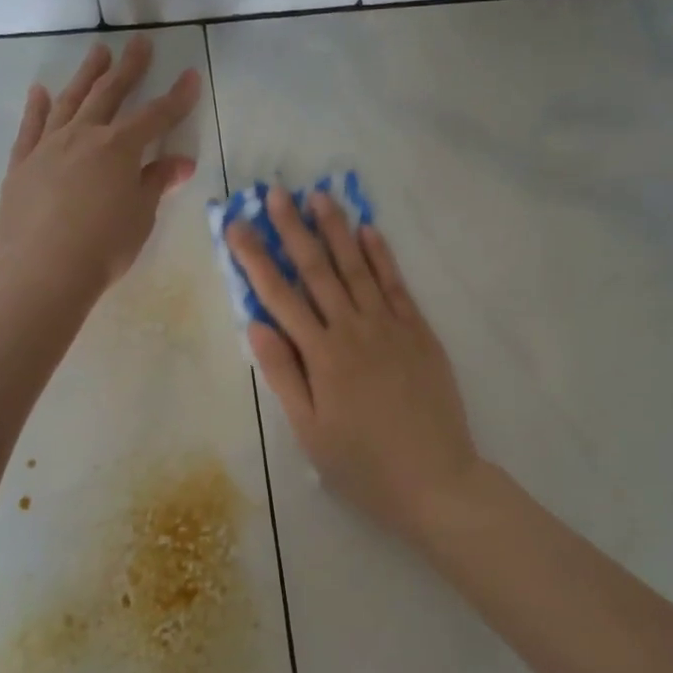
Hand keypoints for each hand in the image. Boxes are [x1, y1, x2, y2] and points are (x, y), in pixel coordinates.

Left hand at [0, 36, 199, 295]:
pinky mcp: (22, 163)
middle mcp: (84, 136)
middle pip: (110, 94)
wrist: (41, 269)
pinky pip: (31, 127)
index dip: (176, 97)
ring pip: (71, 101)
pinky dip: (38, 107)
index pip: (156, 116)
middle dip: (129, 68)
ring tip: (98, 52)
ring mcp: (49, 146)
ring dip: (87, 74)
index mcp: (119, 148)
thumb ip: (157, 182)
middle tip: (140, 42)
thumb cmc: (103, 245)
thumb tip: (181, 162)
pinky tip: (41, 91)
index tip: (190, 75)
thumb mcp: (141, 215)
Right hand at [227, 186, 483, 543]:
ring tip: (318, 196)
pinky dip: (381, 255)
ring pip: (357, 266)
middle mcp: (353, 329)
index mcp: (322, 355)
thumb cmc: (363, 464)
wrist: (435, 480)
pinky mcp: (419, 331)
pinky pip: (396, 284)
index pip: (280, 295)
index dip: (255, 257)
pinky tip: (369, 230)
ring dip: (336, 229)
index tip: (237, 225)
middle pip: (317, 269)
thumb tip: (256, 323)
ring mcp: (390, 326)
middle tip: (275, 192)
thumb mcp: (310, 431)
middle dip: (293, 228)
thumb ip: (283, 374)